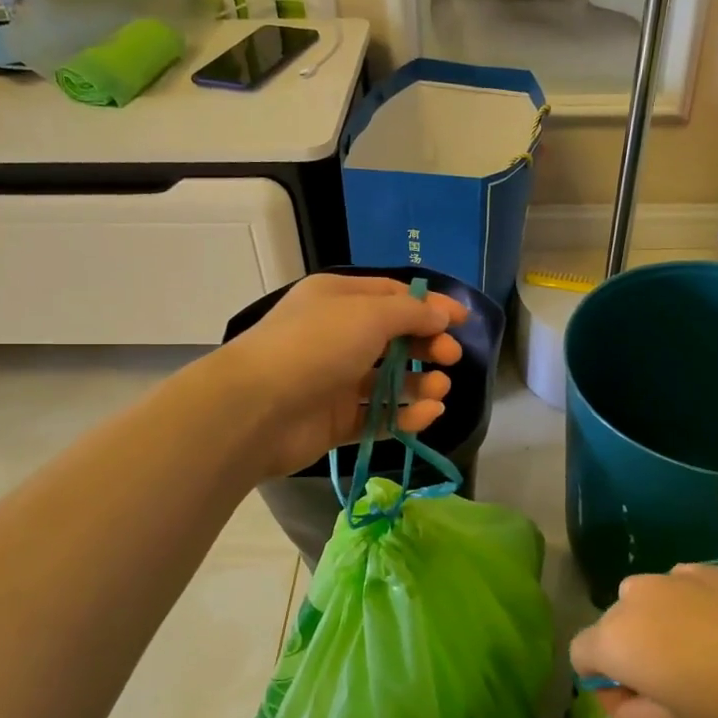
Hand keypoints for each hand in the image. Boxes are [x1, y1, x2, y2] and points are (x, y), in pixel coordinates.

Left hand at [218, 273, 467, 478]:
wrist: (255, 408)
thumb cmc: (315, 346)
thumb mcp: (369, 314)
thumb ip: (412, 314)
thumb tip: (441, 316)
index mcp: (339, 299)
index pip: (393, 296)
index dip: (430, 306)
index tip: (462, 322)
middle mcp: (337, 336)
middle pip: (394, 339)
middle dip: (427, 347)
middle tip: (451, 358)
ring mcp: (335, 381)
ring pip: (389, 381)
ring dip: (420, 385)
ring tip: (440, 391)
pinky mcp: (335, 421)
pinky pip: (378, 417)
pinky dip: (405, 416)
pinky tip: (427, 415)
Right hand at [568, 563, 717, 717]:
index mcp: (618, 639)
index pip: (580, 655)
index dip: (601, 684)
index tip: (638, 707)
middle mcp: (633, 597)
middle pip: (612, 627)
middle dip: (629, 655)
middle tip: (674, 688)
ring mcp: (670, 576)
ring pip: (645, 604)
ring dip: (657, 629)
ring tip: (704, 657)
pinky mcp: (705, 566)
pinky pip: (678, 590)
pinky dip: (687, 609)